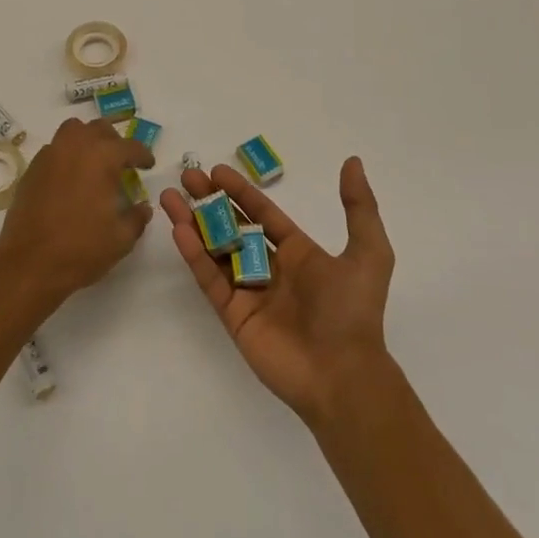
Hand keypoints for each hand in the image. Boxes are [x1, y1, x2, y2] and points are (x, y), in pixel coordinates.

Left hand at [0, 117, 154, 308]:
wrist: (29, 264)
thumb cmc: (81, 250)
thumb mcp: (121, 239)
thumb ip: (137, 218)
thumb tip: (143, 207)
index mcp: (102, 158)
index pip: (130, 146)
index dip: (143, 155)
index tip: (148, 164)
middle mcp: (75, 147)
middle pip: (99, 129)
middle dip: (114, 142)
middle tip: (121, 163)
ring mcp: (50, 156)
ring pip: (73, 130)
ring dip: (87, 139)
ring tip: (94, 162)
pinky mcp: (32, 169)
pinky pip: (54, 149)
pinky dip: (66, 155)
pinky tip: (70, 178)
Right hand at [161, 157, 394, 425]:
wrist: (343, 375)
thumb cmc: (353, 311)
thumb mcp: (369, 253)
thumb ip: (359, 207)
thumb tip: (352, 162)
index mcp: (299, 253)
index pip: (263, 214)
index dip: (241, 192)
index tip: (216, 171)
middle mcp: (271, 269)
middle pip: (234, 227)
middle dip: (211, 202)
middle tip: (187, 177)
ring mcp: (250, 293)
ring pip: (215, 250)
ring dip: (193, 223)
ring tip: (169, 197)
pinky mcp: (234, 316)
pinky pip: (210, 280)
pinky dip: (194, 255)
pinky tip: (179, 230)